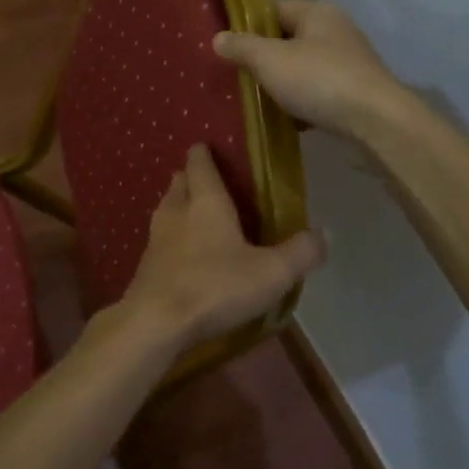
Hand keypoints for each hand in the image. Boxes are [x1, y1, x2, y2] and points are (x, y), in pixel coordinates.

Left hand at [116, 145, 325, 348]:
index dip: (203, 153)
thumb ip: (300, 252)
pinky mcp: (145, 267)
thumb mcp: (271, 272)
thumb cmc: (216, 286)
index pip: (200, 164)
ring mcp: (155, 239)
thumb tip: (323, 234)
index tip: (205, 146)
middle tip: (204, 180)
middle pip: (179, 184)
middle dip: (190, 178)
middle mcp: (176, 212)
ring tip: (193, 213)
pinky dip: (170, 239)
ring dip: (177, 206)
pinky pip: (159, 241)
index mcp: (206, 202)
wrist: (156, 322)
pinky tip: (181, 254)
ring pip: (165, 210)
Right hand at [214, 0, 407, 139]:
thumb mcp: (270, 60)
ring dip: (282, 85)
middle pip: (289, 40)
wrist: (376, 121)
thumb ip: (242, 47)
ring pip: (303, 69)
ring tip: (257, 102)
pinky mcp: (356, 92)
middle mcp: (337, 31)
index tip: (228, 48)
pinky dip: (302, 104)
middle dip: (264, 59)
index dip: (249, 27)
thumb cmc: (319, 80)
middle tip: (238, 78)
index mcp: (318, 13)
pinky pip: (319, 92)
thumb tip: (218, 38)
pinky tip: (288, 122)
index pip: (275, 10)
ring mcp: (350, 62)